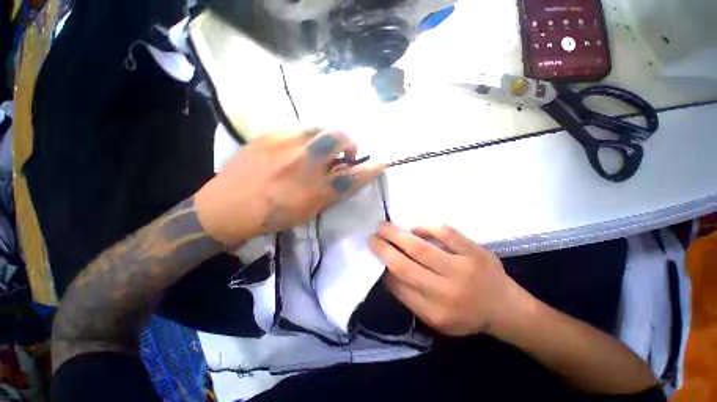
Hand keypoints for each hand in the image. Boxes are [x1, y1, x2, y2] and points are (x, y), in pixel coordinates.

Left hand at [195, 129, 383, 243]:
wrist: (227, 207)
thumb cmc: (273, 216)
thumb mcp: (309, 210)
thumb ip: (332, 190)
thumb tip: (346, 171)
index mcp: (314, 191)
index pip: (352, 176)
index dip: (371, 169)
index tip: (381, 162)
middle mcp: (303, 165)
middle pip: (338, 138)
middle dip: (350, 142)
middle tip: (345, 152)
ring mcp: (284, 145)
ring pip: (320, 127)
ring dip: (328, 137)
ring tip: (321, 148)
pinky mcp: (268, 134)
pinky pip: (299, 128)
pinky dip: (308, 136)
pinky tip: (299, 147)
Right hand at [369, 222, 532, 335]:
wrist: (505, 308)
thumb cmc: (467, 315)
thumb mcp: (437, 319)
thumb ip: (411, 298)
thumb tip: (387, 271)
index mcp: (434, 312)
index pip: (398, 286)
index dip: (383, 268)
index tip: (374, 256)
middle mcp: (446, 292)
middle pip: (404, 265)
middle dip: (383, 248)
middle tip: (372, 236)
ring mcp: (461, 269)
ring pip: (420, 248)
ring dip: (396, 234)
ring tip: (383, 226)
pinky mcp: (474, 252)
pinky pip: (445, 233)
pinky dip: (426, 227)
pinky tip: (415, 227)